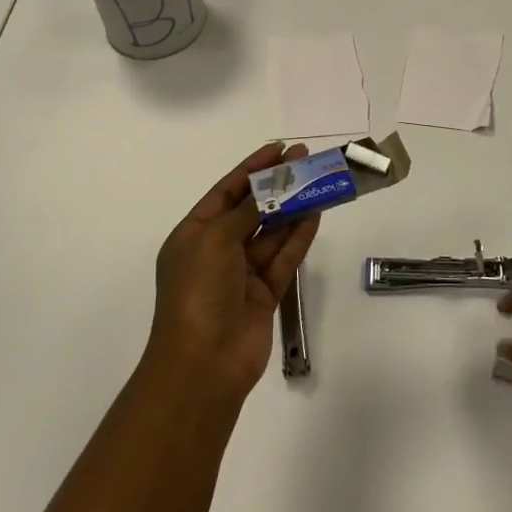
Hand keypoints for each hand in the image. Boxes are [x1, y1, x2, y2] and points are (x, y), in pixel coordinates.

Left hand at [145, 143, 321, 407]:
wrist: (203, 364)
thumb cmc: (199, 292)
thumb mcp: (215, 239)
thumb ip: (247, 211)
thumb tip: (268, 190)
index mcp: (193, 235)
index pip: (226, 192)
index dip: (252, 169)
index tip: (279, 148)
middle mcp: (217, 251)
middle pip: (252, 209)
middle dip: (277, 185)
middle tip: (305, 159)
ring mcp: (242, 274)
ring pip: (272, 232)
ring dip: (293, 207)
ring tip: (318, 180)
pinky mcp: (265, 294)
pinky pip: (284, 257)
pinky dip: (299, 235)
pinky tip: (316, 212)